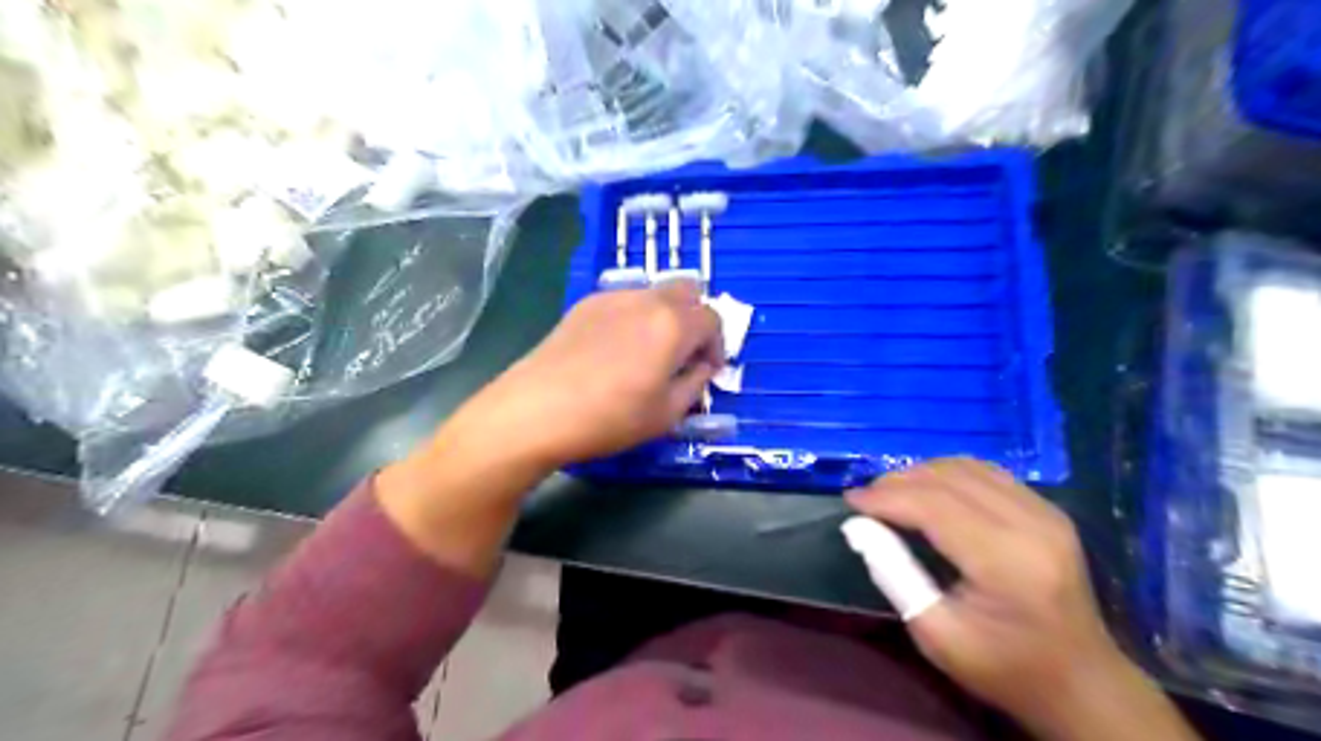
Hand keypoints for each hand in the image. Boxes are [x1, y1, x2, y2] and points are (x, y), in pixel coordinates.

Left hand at [455, 281, 720, 471]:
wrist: (536, 410)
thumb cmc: (609, 418)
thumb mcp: (667, 413)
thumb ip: (695, 384)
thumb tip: (701, 366)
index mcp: (674, 324)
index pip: (713, 318)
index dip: (717, 345)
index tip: (706, 371)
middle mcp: (647, 299)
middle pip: (688, 291)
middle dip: (695, 319)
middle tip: (684, 354)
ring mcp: (612, 297)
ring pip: (655, 293)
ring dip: (665, 316)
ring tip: (648, 354)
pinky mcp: (585, 305)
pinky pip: (625, 301)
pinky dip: (635, 317)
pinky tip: (615, 351)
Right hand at [847, 460, 1198, 736]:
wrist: (1083, 684)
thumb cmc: (1003, 668)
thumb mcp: (935, 633)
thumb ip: (893, 573)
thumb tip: (859, 526)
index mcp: (1007, 561)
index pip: (933, 505)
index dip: (886, 497)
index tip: (850, 500)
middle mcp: (1031, 524)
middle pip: (949, 478)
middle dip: (898, 481)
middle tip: (866, 498)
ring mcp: (1046, 512)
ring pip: (967, 467)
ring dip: (922, 473)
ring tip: (891, 493)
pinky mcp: (1048, 510)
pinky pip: (987, 473)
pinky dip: (948, 475)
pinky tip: (929, 491)